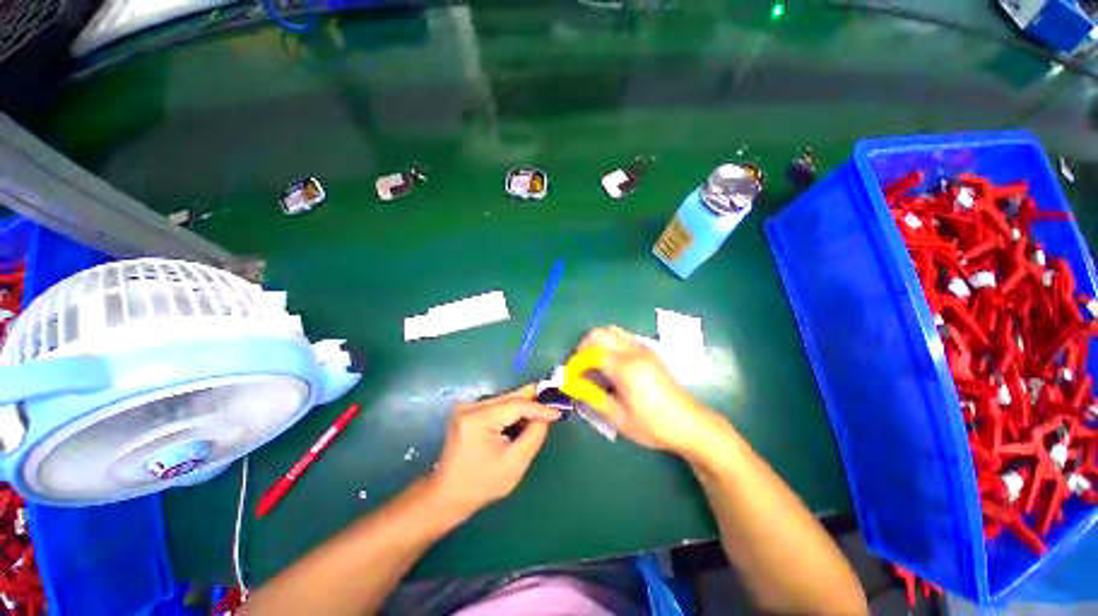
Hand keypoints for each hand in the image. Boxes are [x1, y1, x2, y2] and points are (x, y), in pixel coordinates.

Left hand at [427, 386, 560, 518]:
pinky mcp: (468, 410)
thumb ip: (533, 436)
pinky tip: (525, 416)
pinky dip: (513, 410)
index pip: (516, 405)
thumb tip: (545, 416)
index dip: (539, 408)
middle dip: (533, 400)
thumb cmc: (482, 484)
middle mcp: (470, 406)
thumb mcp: (515, 463)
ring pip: (505, 399)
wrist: (448, 494)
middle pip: (509, 398)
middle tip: (555, 400)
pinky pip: (497, 405)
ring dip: (524, 405)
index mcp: (478, 419)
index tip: (558, 411)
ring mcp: (466, 407)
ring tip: (543, 410)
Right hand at [579, 326, 723, 454]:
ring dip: (598, 343)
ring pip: (612, 331)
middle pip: (600, 333)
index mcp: (626, 368)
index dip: (576, 363)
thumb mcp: (619, 418)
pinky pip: (624, 337)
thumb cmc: (654, 425)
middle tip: (581, 367)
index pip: (591, 353)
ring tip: (596, 364)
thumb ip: (594, 397)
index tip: (571, 377)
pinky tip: (613, 365)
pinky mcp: (650, 351)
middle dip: (584, 347)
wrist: (690, 424)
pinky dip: (611, 343)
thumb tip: (574, 385)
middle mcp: (634, 352)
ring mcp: (644, 349)